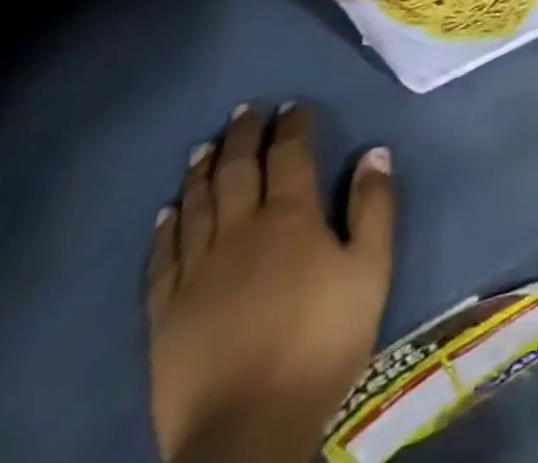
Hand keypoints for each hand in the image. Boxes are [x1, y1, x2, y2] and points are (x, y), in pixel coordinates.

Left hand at [147, 104, 396, 462]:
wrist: (247, 430)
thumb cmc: (322, 341)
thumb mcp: (371, 269)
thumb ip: (374, 206)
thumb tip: (375, 151)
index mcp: (290, 218)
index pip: (289, 154)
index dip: (292, 125)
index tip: (293, 105)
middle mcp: (239, 231)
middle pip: (236, 170)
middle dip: (243, 135)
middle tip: (246, 110)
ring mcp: (196, 271)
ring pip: (196, 205)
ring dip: (202, 170)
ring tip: (207, 146)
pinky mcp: (165, 311)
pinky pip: (162, 256)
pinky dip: (166, 226)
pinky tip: (169, 210)